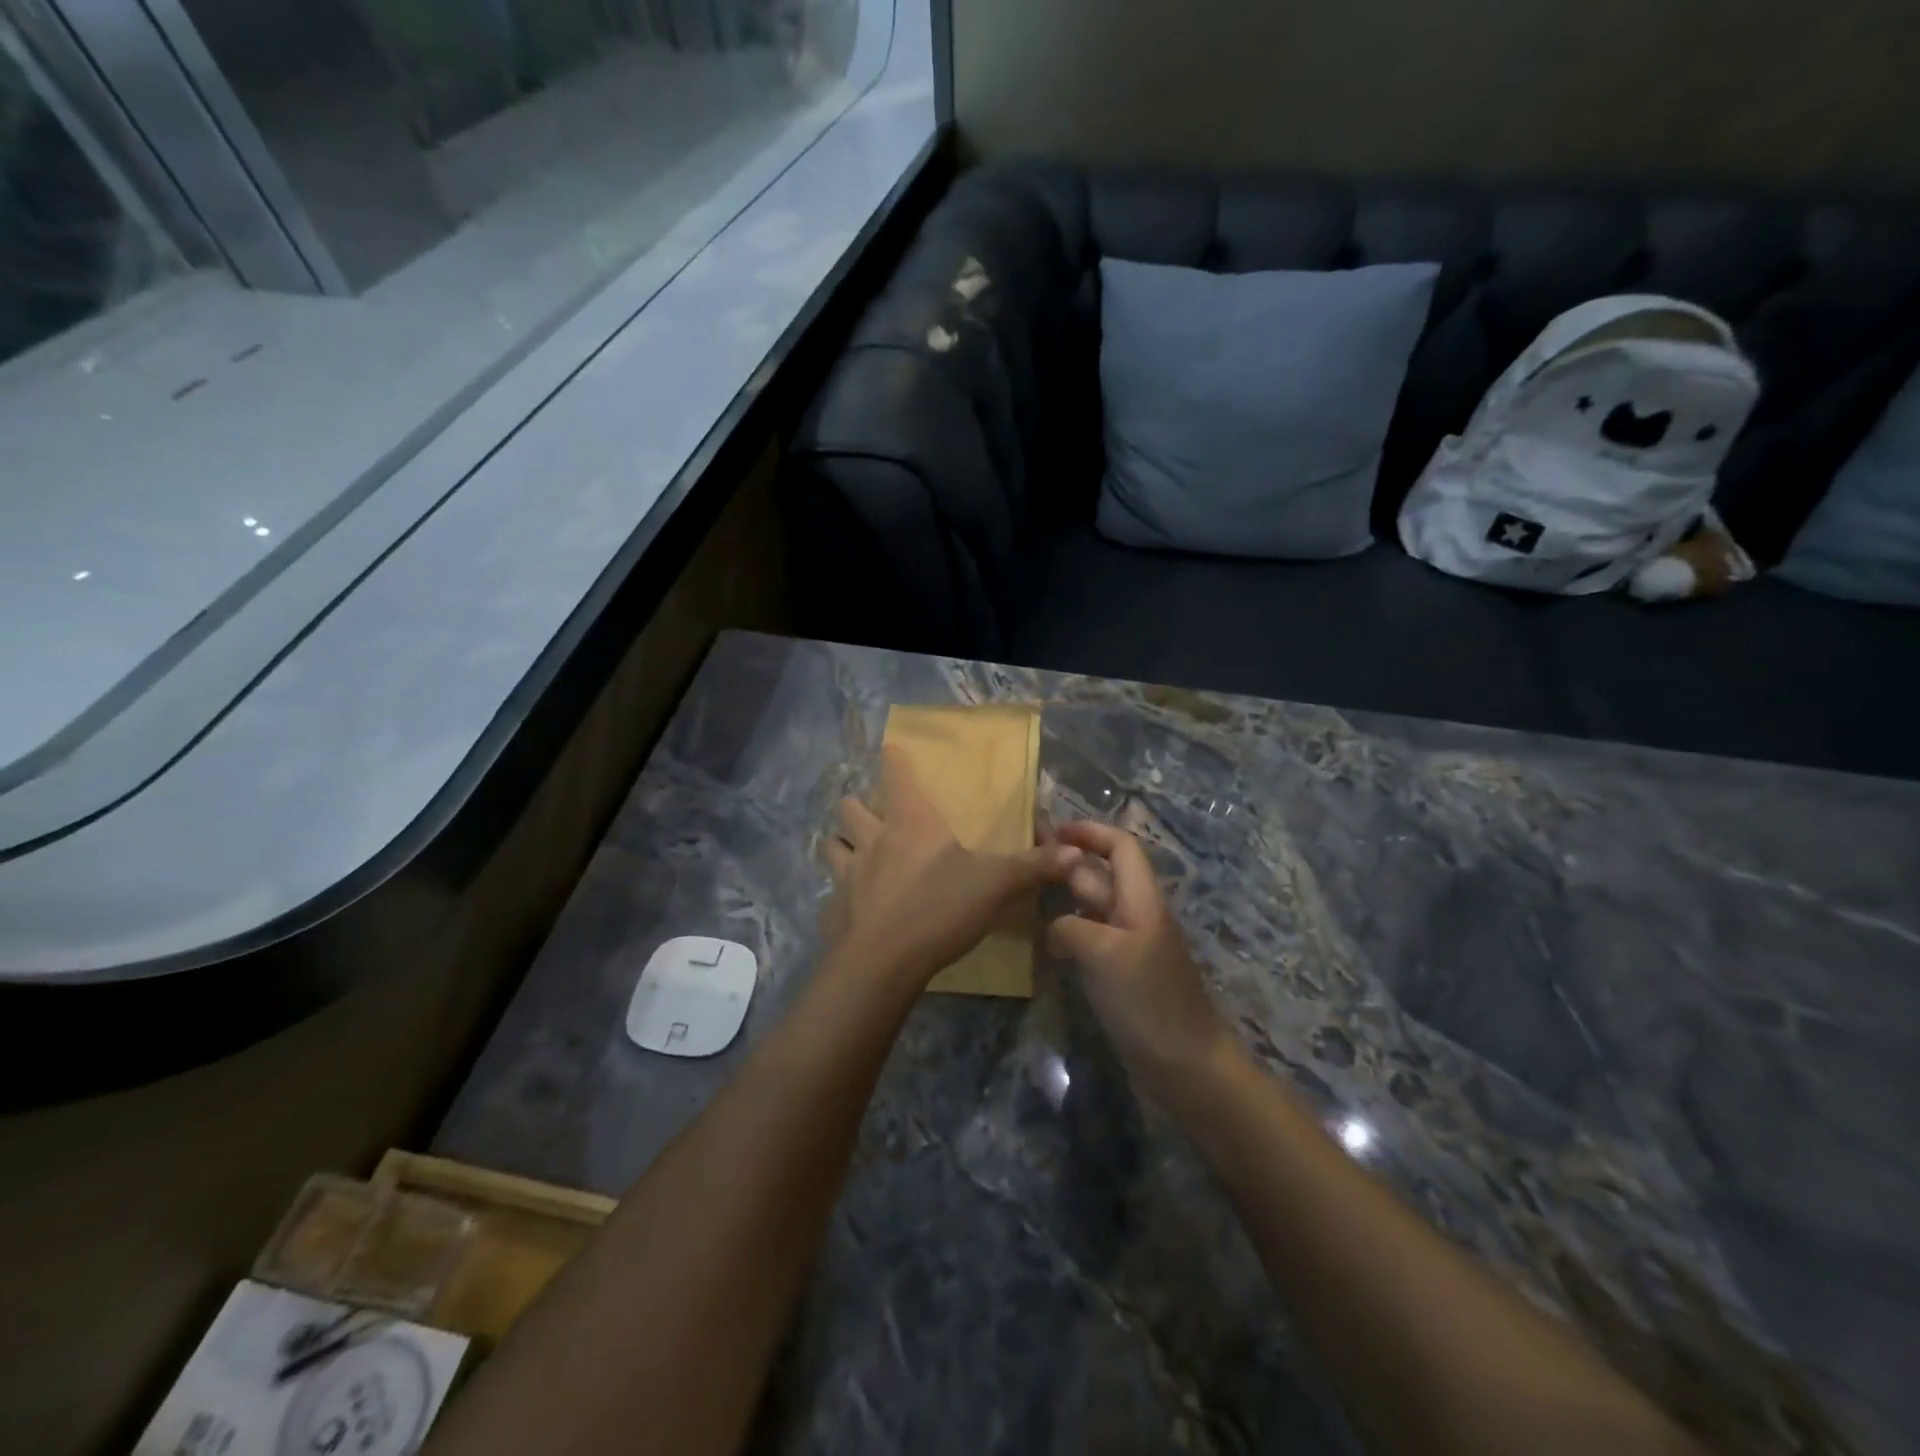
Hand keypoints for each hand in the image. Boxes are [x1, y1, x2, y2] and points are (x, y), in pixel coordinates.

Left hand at [822, 746, 1078, 986]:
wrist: (882, 963)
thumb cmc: (939, 909)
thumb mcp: (995, 886)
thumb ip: (1033, 867)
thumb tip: (1077, 852)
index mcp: (910, 823)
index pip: (895, 775)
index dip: (893, 759)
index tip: (890, 749)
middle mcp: (873, 839)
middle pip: (850, 807)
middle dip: (858, 806)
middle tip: (874, 816)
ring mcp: (846, 874)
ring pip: (830, 844)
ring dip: (840, 843)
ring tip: (854, 853)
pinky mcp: (833, 908)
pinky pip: (830, 891)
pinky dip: (839, 893)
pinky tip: (853, 906)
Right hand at [1047, 821, 1236, 1098]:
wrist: (1185, 1065)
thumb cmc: (1148, 1001)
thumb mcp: (1105, 954)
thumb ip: (1071, 927)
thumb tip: (1052, 927)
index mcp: (1141, 899)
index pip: (1120, 846)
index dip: (1089, 832)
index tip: (1051, 831)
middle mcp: (1136, 915)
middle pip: (1101, 875)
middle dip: (1067, 863)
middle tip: (1023, 863)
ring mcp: (1128, 946)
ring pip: (1092, 908)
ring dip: (1062, 897)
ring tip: (1023, 896)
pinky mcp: (1120, 974)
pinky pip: (1089, 939)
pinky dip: (1066, 932)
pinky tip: (1042, 941)